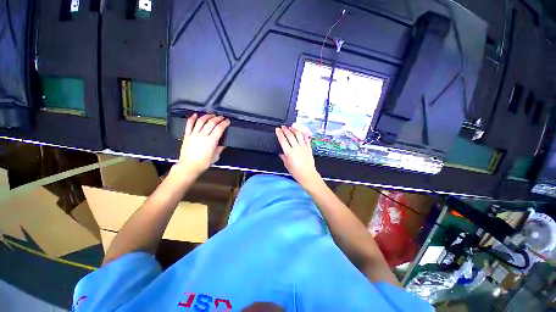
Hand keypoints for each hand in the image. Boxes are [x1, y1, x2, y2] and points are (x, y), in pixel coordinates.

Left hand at [175, 114, 229, 174]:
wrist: (189, 166)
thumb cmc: (203, 163)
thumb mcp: (215, 156)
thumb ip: (220, 148)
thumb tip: (223, 144)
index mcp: (211, 141)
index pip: (219, 128)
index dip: (224, 123)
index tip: (227, 121)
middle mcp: (203, 135)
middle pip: (211, 122)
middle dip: (218, 118)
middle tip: (221, 117)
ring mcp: (194, 134)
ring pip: (201, 121)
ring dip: (207, 116)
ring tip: (211, 115)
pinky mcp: (187, 135)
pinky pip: (189, 124)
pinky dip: (192, 118)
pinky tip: (195, 114)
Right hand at [275, 126, 320, 185]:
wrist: (307, 174)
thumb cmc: (296, 172)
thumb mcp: (286, 164)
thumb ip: (283, 156)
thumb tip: (281, 151)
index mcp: (289, 153)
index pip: (283, 140)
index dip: (279, 133)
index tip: (277, 130)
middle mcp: (297, 148)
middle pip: (290, 135)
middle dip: (285, 129)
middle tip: (283, 127)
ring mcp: (303, 147)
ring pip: (299, 134)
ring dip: (294, 129)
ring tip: (291, 127)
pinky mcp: (309, 148)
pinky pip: (306, 139)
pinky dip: (304, 134)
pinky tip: (302, 131)